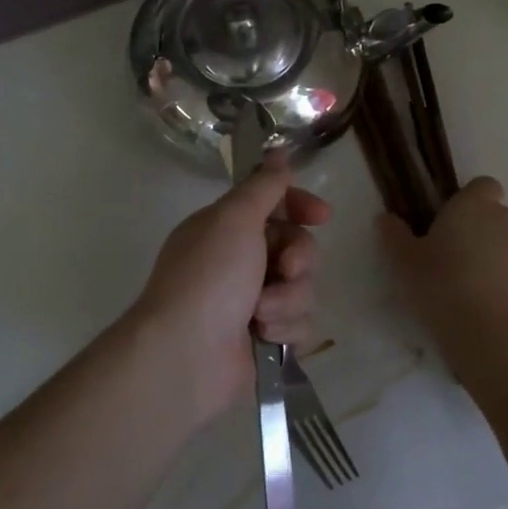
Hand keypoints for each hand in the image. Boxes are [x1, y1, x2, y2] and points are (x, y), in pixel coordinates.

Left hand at [128, 154, 331, 423]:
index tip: (321, 215)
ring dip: (287, 300)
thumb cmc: (209, 278)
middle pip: (298, 247)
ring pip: (303, 287)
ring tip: (260, 315)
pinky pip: (300, 324)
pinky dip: (285, 329)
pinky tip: (264, 338)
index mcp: (228, 228)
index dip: (301, 207)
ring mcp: (253, 301)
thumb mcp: (234, 219)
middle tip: (284, 271)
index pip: (276, 205)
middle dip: (298, 259)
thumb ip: (263, 186)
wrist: (186, 356)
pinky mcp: (267, 338)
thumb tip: (277, 152)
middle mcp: (241, 261)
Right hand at [378, 176, 507, 382]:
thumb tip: (386, 218)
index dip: (468, 200)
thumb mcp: (405, 264)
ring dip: (496, 258)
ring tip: (471, 289)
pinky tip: (490, 310)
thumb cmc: (444, 288)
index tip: (449, 223)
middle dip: (480, 231)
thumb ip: (395, 236)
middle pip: (497, 216)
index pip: (482, 186)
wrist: (498, 339)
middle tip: (453, 259)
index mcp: (475, 206)